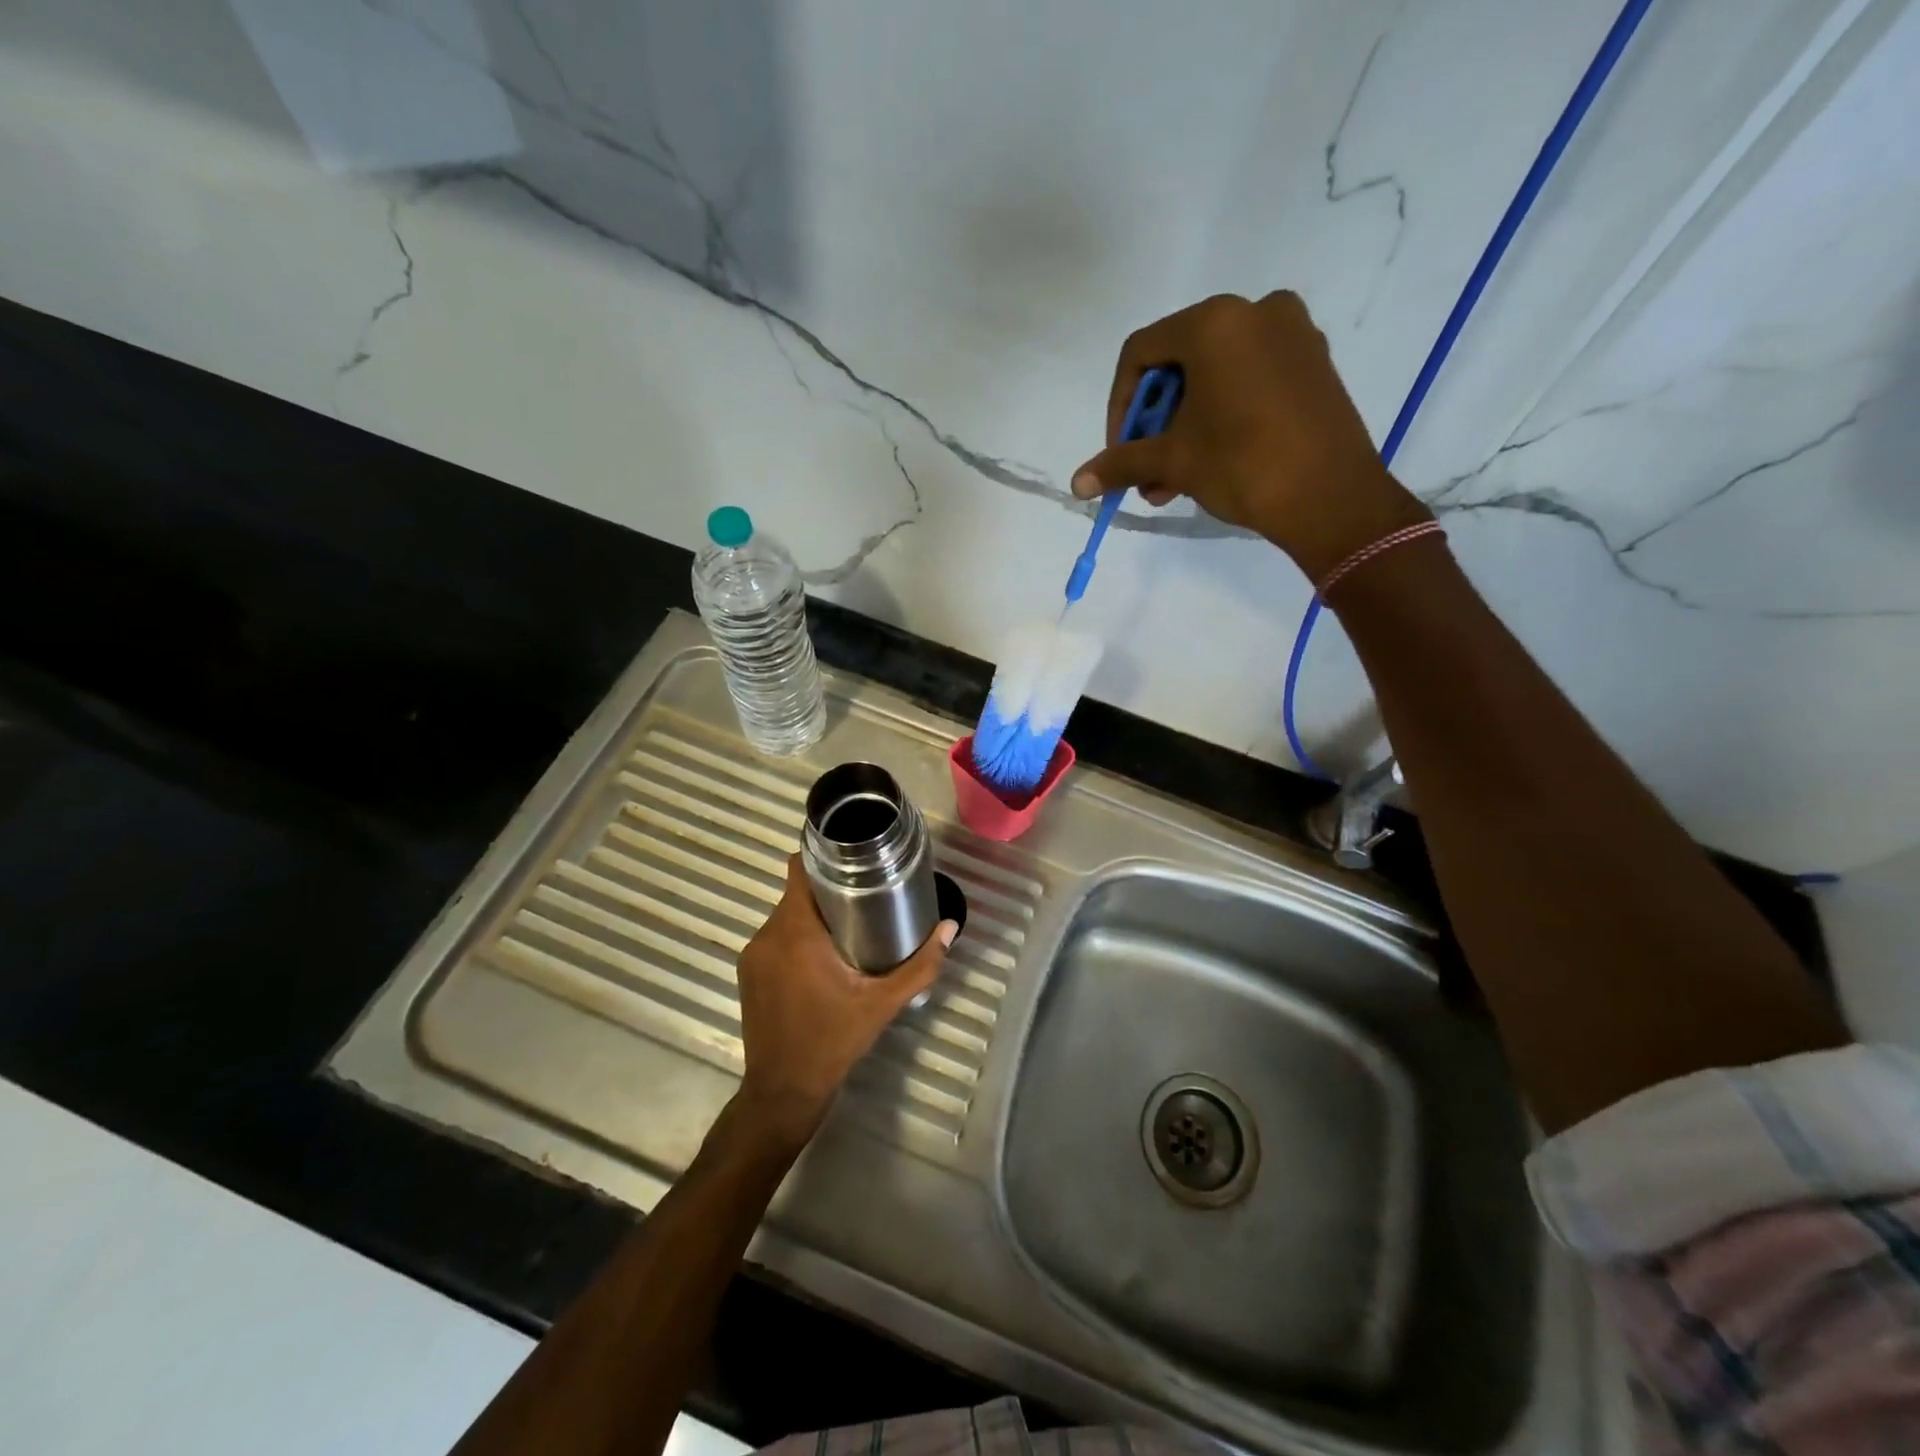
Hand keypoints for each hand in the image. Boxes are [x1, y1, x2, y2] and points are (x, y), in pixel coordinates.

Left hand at [733, 856, 956, 1145]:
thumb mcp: (882, 1003)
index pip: (798, 871)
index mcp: (795, 932)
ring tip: (849, 927)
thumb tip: (949, 928)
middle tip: (864, 896)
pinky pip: (775, 939)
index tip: (852, 857)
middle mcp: (767, 936)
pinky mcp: (748, 975)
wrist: (782, 1093)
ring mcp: (753, 956)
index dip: (822, 857)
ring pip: (786, 917)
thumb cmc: (833, 1042)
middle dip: (827, 890)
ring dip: (813, 917)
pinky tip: (822, 958)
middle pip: (796, 893)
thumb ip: (919, 965)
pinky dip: (797, 939)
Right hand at [1070, 292, 1430, 582]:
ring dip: (1183, 428)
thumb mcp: (1173, 462)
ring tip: (1172, 483)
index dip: (1119, 405)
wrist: (1333, 498)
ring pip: (1213, 376)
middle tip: (1147, 472)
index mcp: (1215, 322)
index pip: (1140, 352)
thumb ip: (1120, 463)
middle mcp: (1255, 312)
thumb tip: (1076, 483)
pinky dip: (1220, 416)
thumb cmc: (1244, 465)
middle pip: (1178, 364)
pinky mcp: (1313, 363)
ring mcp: (1292, 334)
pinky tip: (1210, 462)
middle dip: (1154, 424)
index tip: (1120, 450)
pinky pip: (1248, 380)